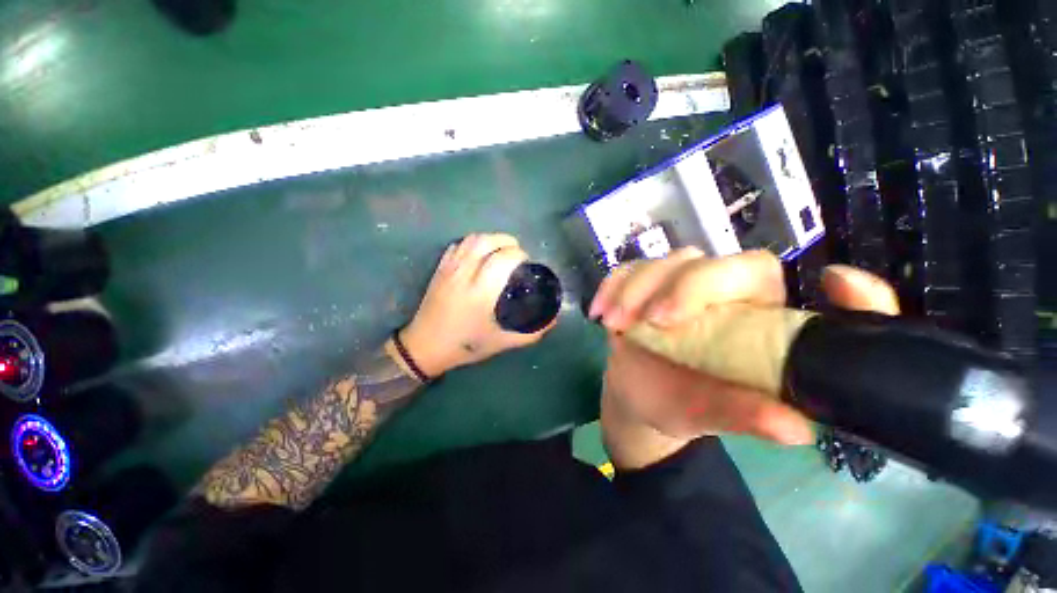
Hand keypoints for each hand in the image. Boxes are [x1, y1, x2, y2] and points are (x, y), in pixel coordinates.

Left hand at [399, 233, 555, 376]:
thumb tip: (553, 320)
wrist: (425, 347)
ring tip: (501, 250)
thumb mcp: (502, 342)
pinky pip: (457, 245)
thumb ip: (530, 333)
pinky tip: (480, 253)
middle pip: (487, 241)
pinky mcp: (439, 269)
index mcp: (481, 292)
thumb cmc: (465, 345)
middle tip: (517, 254)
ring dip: (490, 238)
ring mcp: (449, 269)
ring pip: (471, 239)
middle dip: (507, 241)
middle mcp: (465, 274)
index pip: (503, 258)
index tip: (527, 263)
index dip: (519, 254)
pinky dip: (472, 243)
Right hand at [591, 248, 899, 447]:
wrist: (635, 397)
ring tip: (616, 325)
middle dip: (683, 287)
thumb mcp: (711, 414)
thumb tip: (796, 428)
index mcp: (752, 318)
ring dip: (635, 290)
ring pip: (663, 263)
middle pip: (711, 263)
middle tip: (653, 320)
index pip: (780, 284)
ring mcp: (671, 285)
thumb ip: (745, 415)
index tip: (832, 281)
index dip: (814, 278)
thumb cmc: (679, 403)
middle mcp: (716, 293)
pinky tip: (601, 313)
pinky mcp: (636, 287)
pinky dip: (611, 287)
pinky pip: (624, 272)